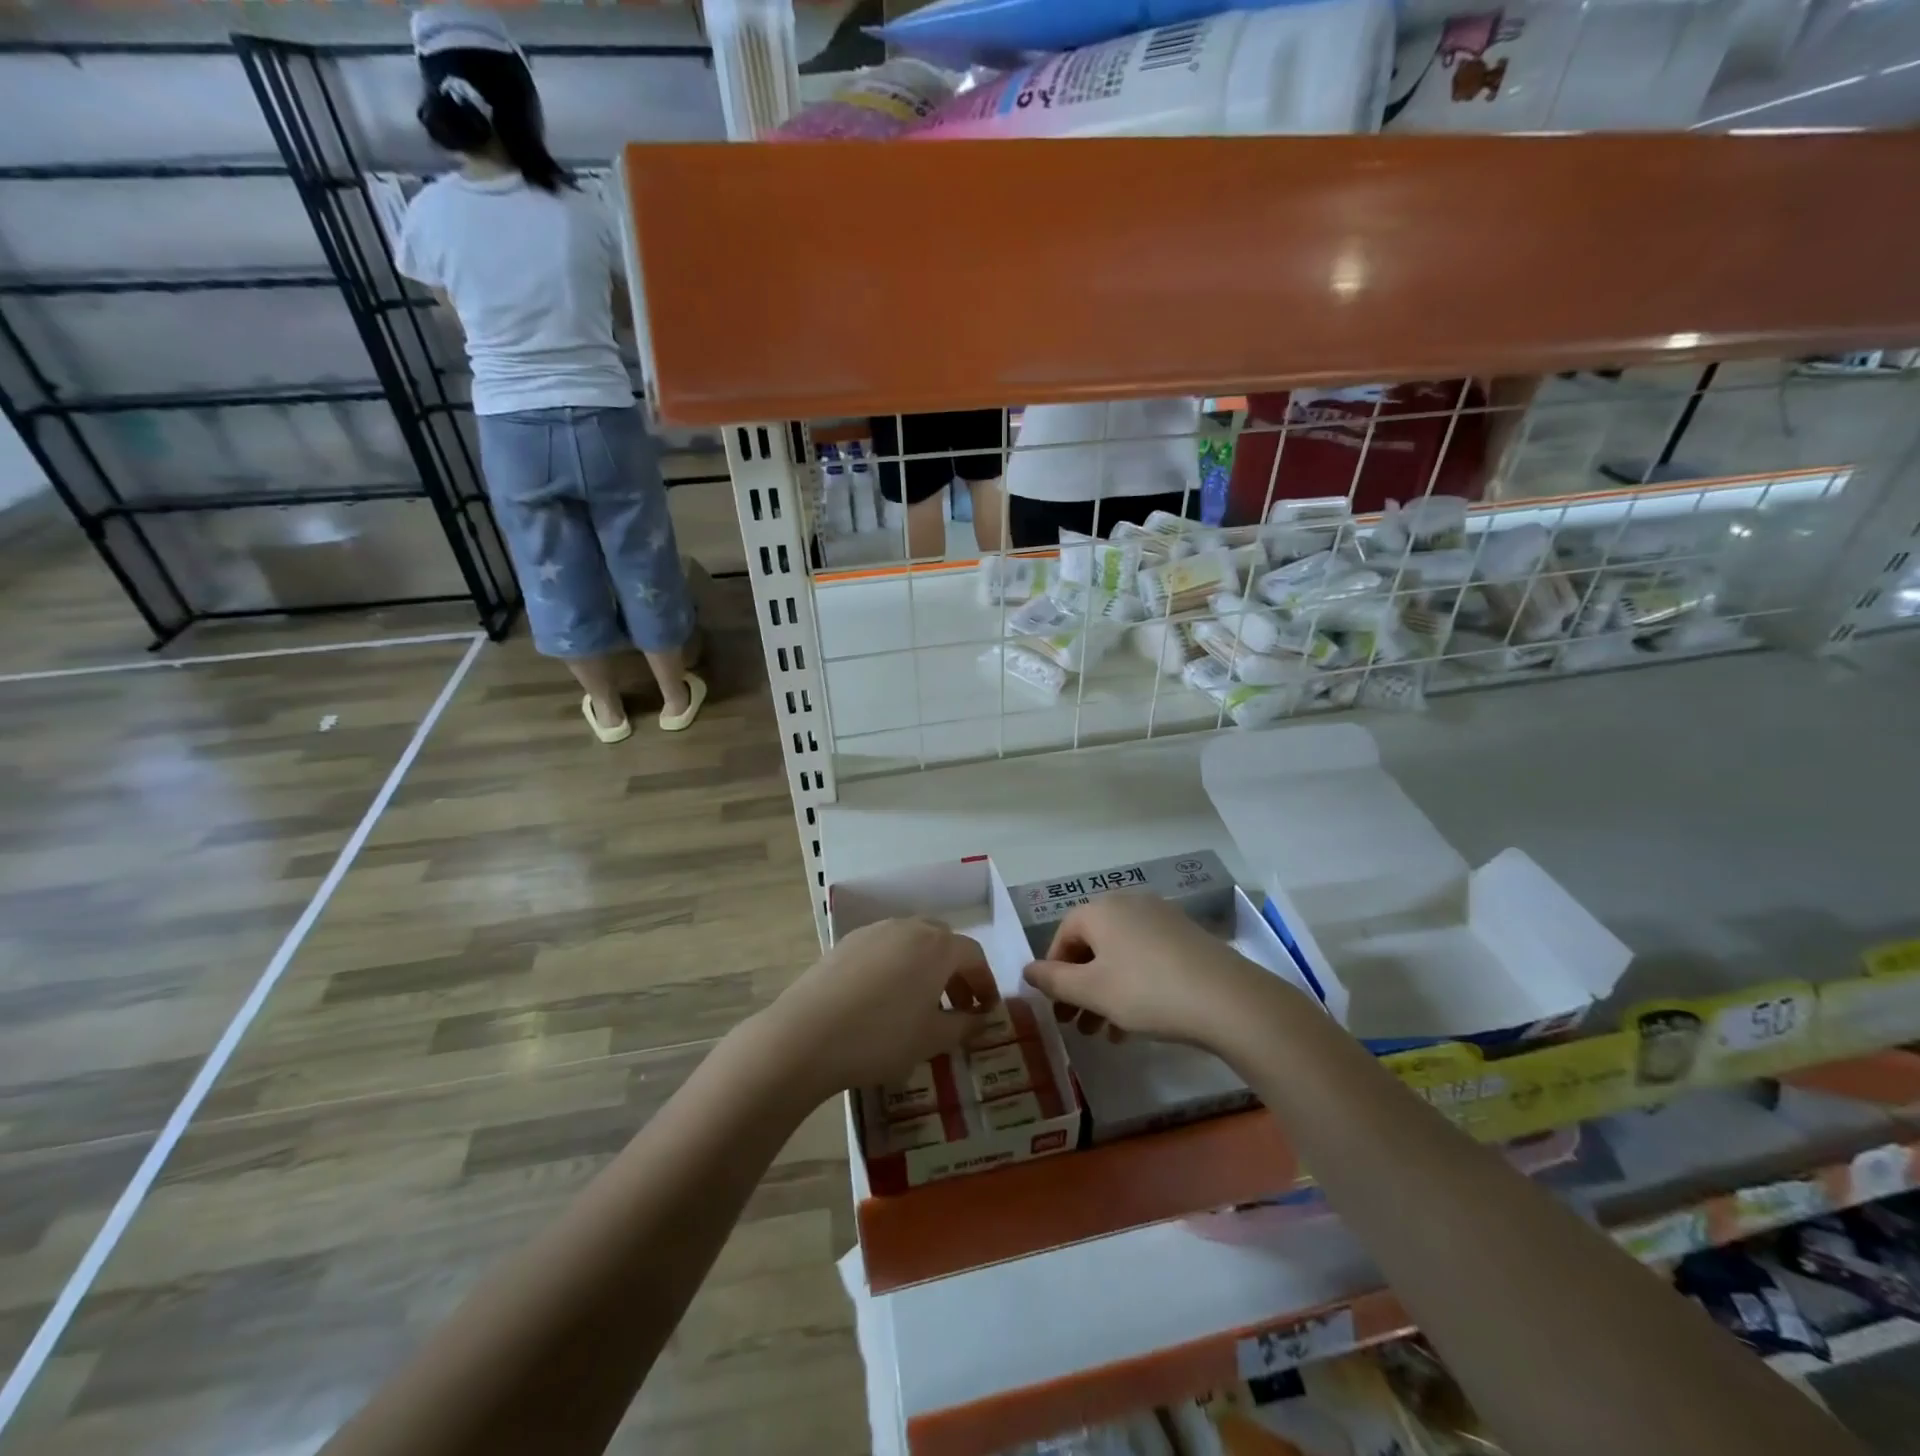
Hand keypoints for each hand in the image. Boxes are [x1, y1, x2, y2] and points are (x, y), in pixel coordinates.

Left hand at [752, 918, 998, 1100]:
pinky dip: (896, 965)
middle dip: (955, 971)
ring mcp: (874, 931)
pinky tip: (883, 998)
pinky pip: (884, 947)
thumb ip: (964, 1026)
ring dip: (925, 966)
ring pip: (912, 941)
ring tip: (920, 1002)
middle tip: (956, 1005)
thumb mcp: (931, 1040)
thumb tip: (981, 1019)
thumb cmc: (880, 1038)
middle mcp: (908, 928)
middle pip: (943, 941)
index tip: (986, 1010)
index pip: (973, 955)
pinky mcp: (846, 942)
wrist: (806, 1036)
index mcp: (937, 946)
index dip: (985, 982)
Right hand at [1023, 892, 1286, 1050]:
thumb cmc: (1147, 991)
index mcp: (1101, 910)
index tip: (1054, 1006)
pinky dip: (1132, 986)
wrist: (1228, 1000)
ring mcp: (1161, 919)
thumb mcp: (1093, 991)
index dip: (1053, 970)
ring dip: (1104, 993)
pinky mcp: (1186, 938)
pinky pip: (1145, 959)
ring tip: (1103, 1033)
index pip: (1063, 935)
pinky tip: (1133, 1026)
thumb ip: (1054, 981)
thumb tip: (1026, 971)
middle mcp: (1129, 904)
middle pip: (1092, 946)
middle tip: (1074, 1025)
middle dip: (1079, 987)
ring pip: (1119, 956)